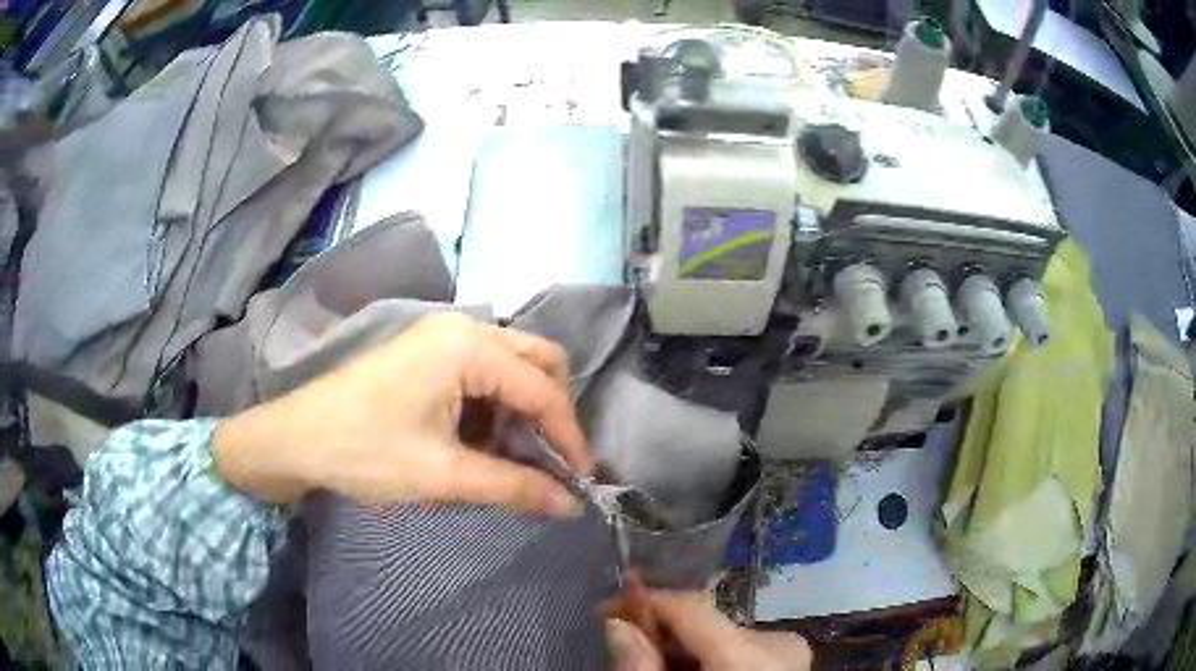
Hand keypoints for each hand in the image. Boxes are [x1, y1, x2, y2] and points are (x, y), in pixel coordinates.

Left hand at [211, 313, 590, 516]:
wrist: (296, 439)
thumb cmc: (365, 451)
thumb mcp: (444, 474)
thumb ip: (514, 487)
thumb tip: (571, 506)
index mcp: (468, 347)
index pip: (543, 389)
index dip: (569, 436)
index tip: (582, 480)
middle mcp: (462, 328)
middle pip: (537, 361)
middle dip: (551, 412)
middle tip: (550, 461)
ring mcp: (442, 337)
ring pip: (511, 366)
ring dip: (522, 411)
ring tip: (511, 459)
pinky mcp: (427, 354)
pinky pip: (483, 373)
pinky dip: (495, 407)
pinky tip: (481, 443)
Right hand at [606, 588, 811, 670]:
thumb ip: (640, 669)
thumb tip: (617, 625)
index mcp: (749, 659)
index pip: (693, 607)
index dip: (647, 603)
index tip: (606, 613)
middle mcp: (780, 646)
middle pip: (707, 624)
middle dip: (664, 634)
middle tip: (629, 652)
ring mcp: (792, 654)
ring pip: (723, 637)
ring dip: (686, 650)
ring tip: (660, 670)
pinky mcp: (793, 663)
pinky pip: (743, 650)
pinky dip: (712, 661)